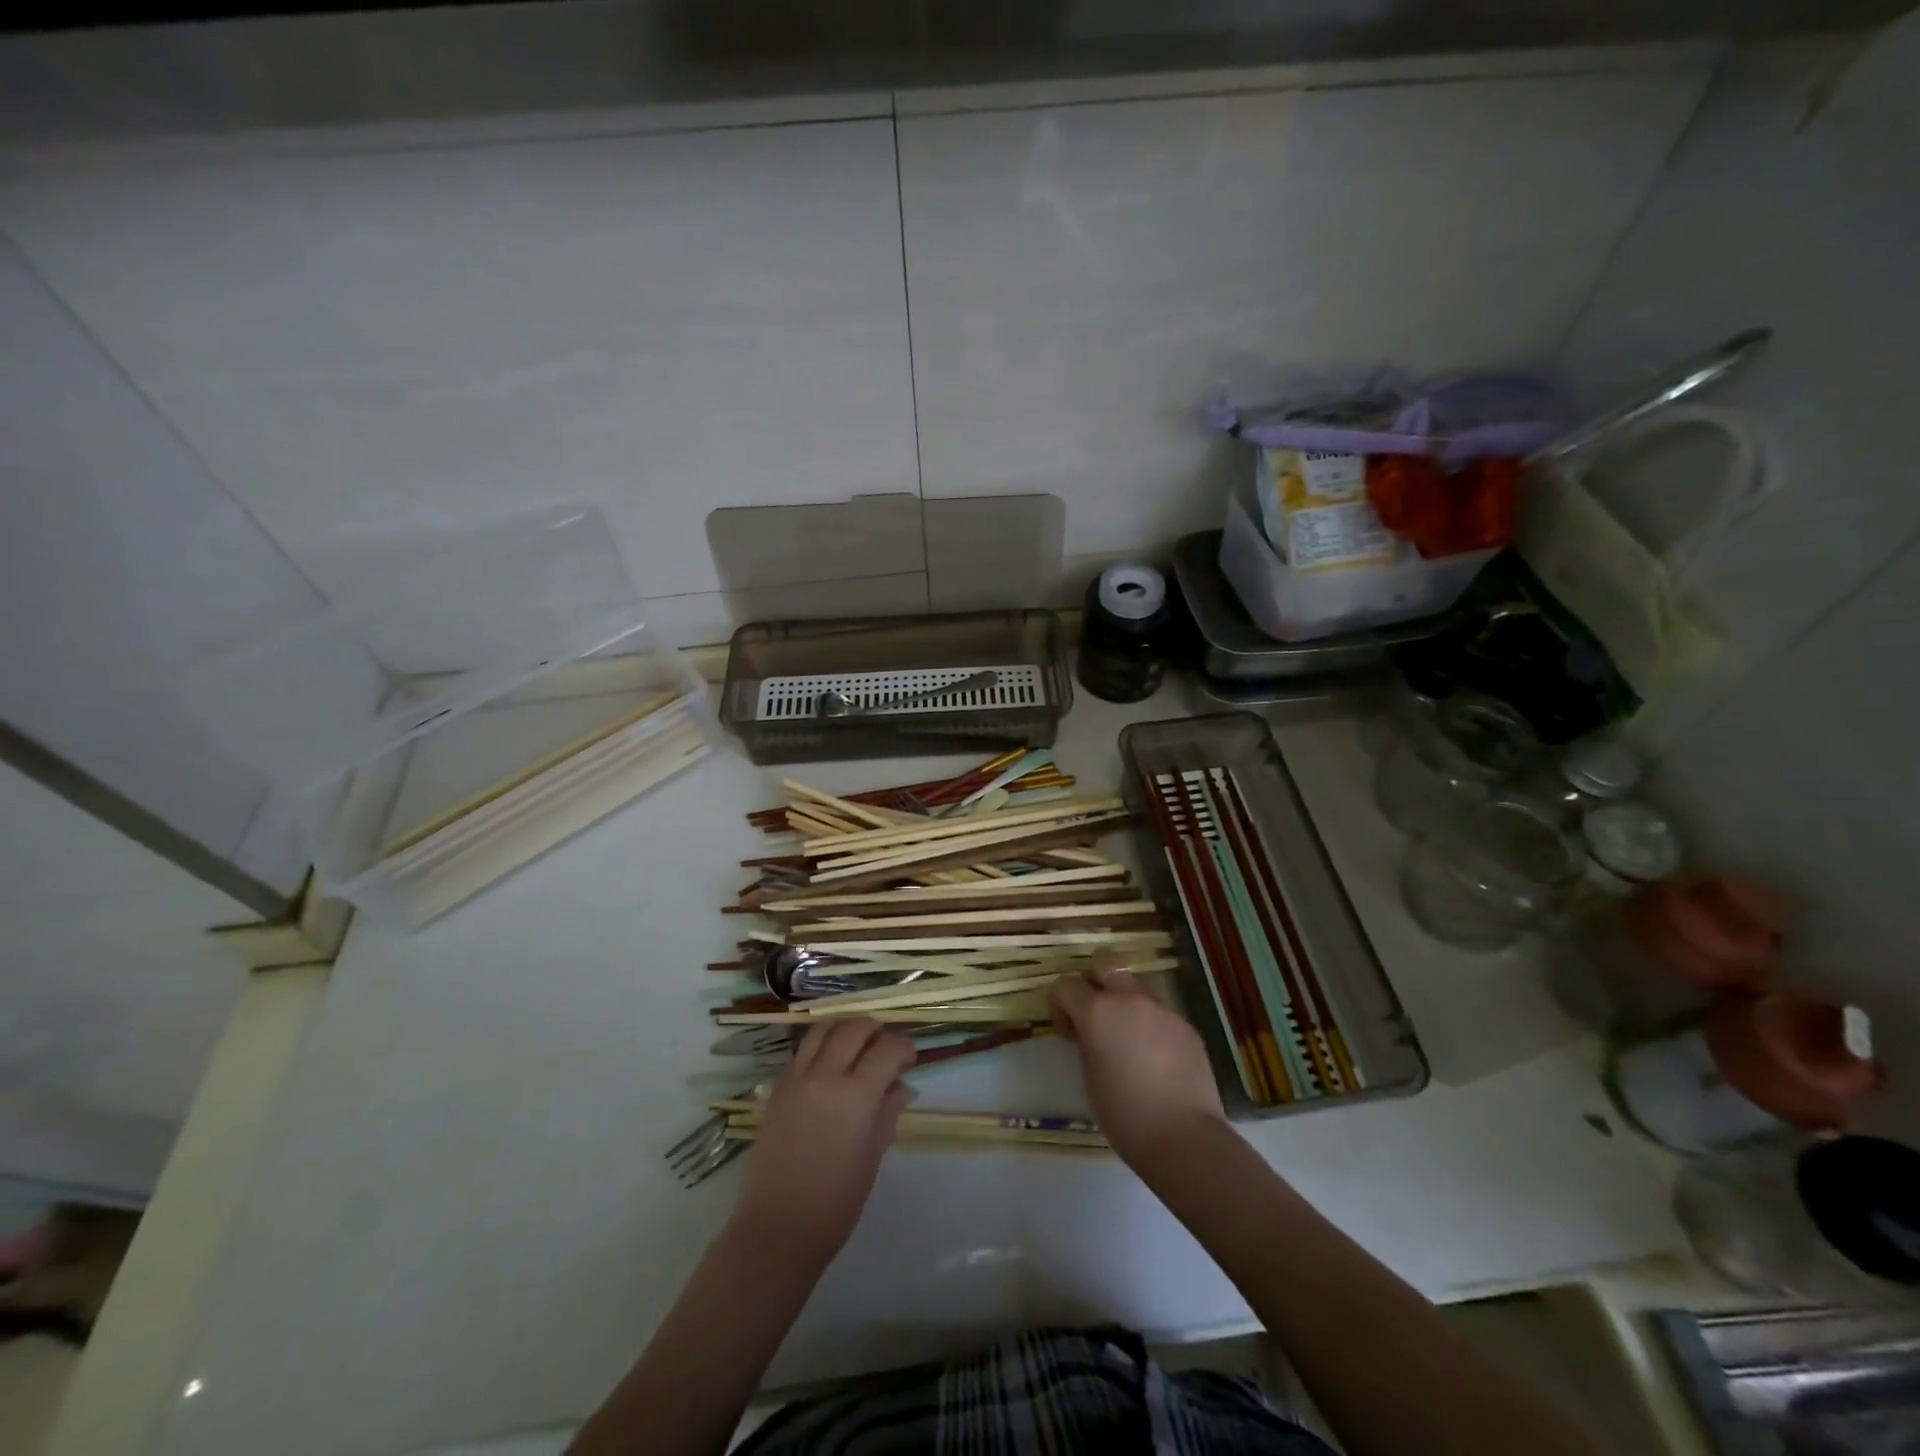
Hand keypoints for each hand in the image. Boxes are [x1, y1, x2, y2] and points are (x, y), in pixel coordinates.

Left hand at [730, 1020, 914, 1267]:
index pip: (886, 1050)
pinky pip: (802, 1051)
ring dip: (845, 1028)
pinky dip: (820, 1046)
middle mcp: (824, 1076)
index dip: (903, 1047)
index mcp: (855, 1096)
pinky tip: (829, 1064)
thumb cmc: (835, 1203)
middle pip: (853, 1029)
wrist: (777, 1228)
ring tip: (857, 1043)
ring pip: (823, 1030)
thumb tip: (900, 1086)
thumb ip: (887, 1113)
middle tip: (885, 1046)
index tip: (910, 1056)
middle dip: (875, 1030)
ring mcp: (796, 1079)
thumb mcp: (872, 1157)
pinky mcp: (777, 1089)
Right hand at [1050, 955, 1226, 1165]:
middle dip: (1092, 982)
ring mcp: (1162, 1009)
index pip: (1066, 985)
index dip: (1060, 1005)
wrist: (1184, 1138)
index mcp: (1098, 1011)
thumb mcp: (1088, 1076)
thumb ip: (1085, 1041)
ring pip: (1135, 985)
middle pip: (1104, 964)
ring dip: (1123, 1000)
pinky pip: (1159, 1012)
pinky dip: (1149, 1023)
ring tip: (1126, 1036)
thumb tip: (1088, 1031)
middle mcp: (1129, 999)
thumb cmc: (1124, 1114)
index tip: (1066, 1031)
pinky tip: (1154, 1056)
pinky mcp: (1186, 1025)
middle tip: (1093, 1015)